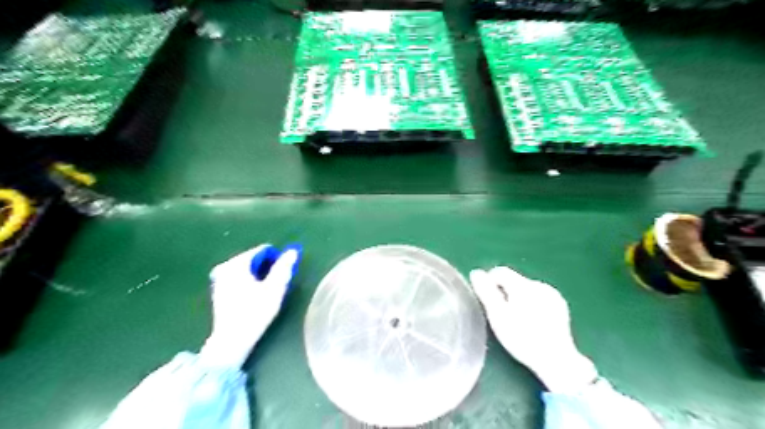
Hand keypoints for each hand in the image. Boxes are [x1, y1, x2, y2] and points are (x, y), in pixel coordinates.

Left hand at [199, 245, 297, 368]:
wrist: (232, 340)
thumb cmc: (255, 312)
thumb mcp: (275, 288)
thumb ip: (284, 267)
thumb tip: (292, 251)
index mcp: (237, 263)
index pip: (263, 250)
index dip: (277, 260)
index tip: (284, 274)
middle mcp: (225, 266)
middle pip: (254, 259)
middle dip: (268, 268)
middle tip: (276, 285)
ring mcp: (219, 279)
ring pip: (247, 269)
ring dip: (259, 276)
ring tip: (267, 292)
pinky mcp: (218, 290)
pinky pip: (240, 278)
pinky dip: (250, 282)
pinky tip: (255, 297)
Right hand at [469, 266, 600, 393]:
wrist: (556, 360)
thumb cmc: (521, 338)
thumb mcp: (497, 315)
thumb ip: (486, 291)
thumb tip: (476, 273)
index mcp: (523, 285)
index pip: (500, 272)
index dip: (489, 283)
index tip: (487, 302)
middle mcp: (539, 284)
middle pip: (514, 280)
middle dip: (504, 292)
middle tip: (500, 314)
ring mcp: (552, 295)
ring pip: (526, 289)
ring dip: (518, 298)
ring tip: (516, 320)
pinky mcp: (560, 306)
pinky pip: (539, 297)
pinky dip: (531, 304)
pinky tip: (531, 322)